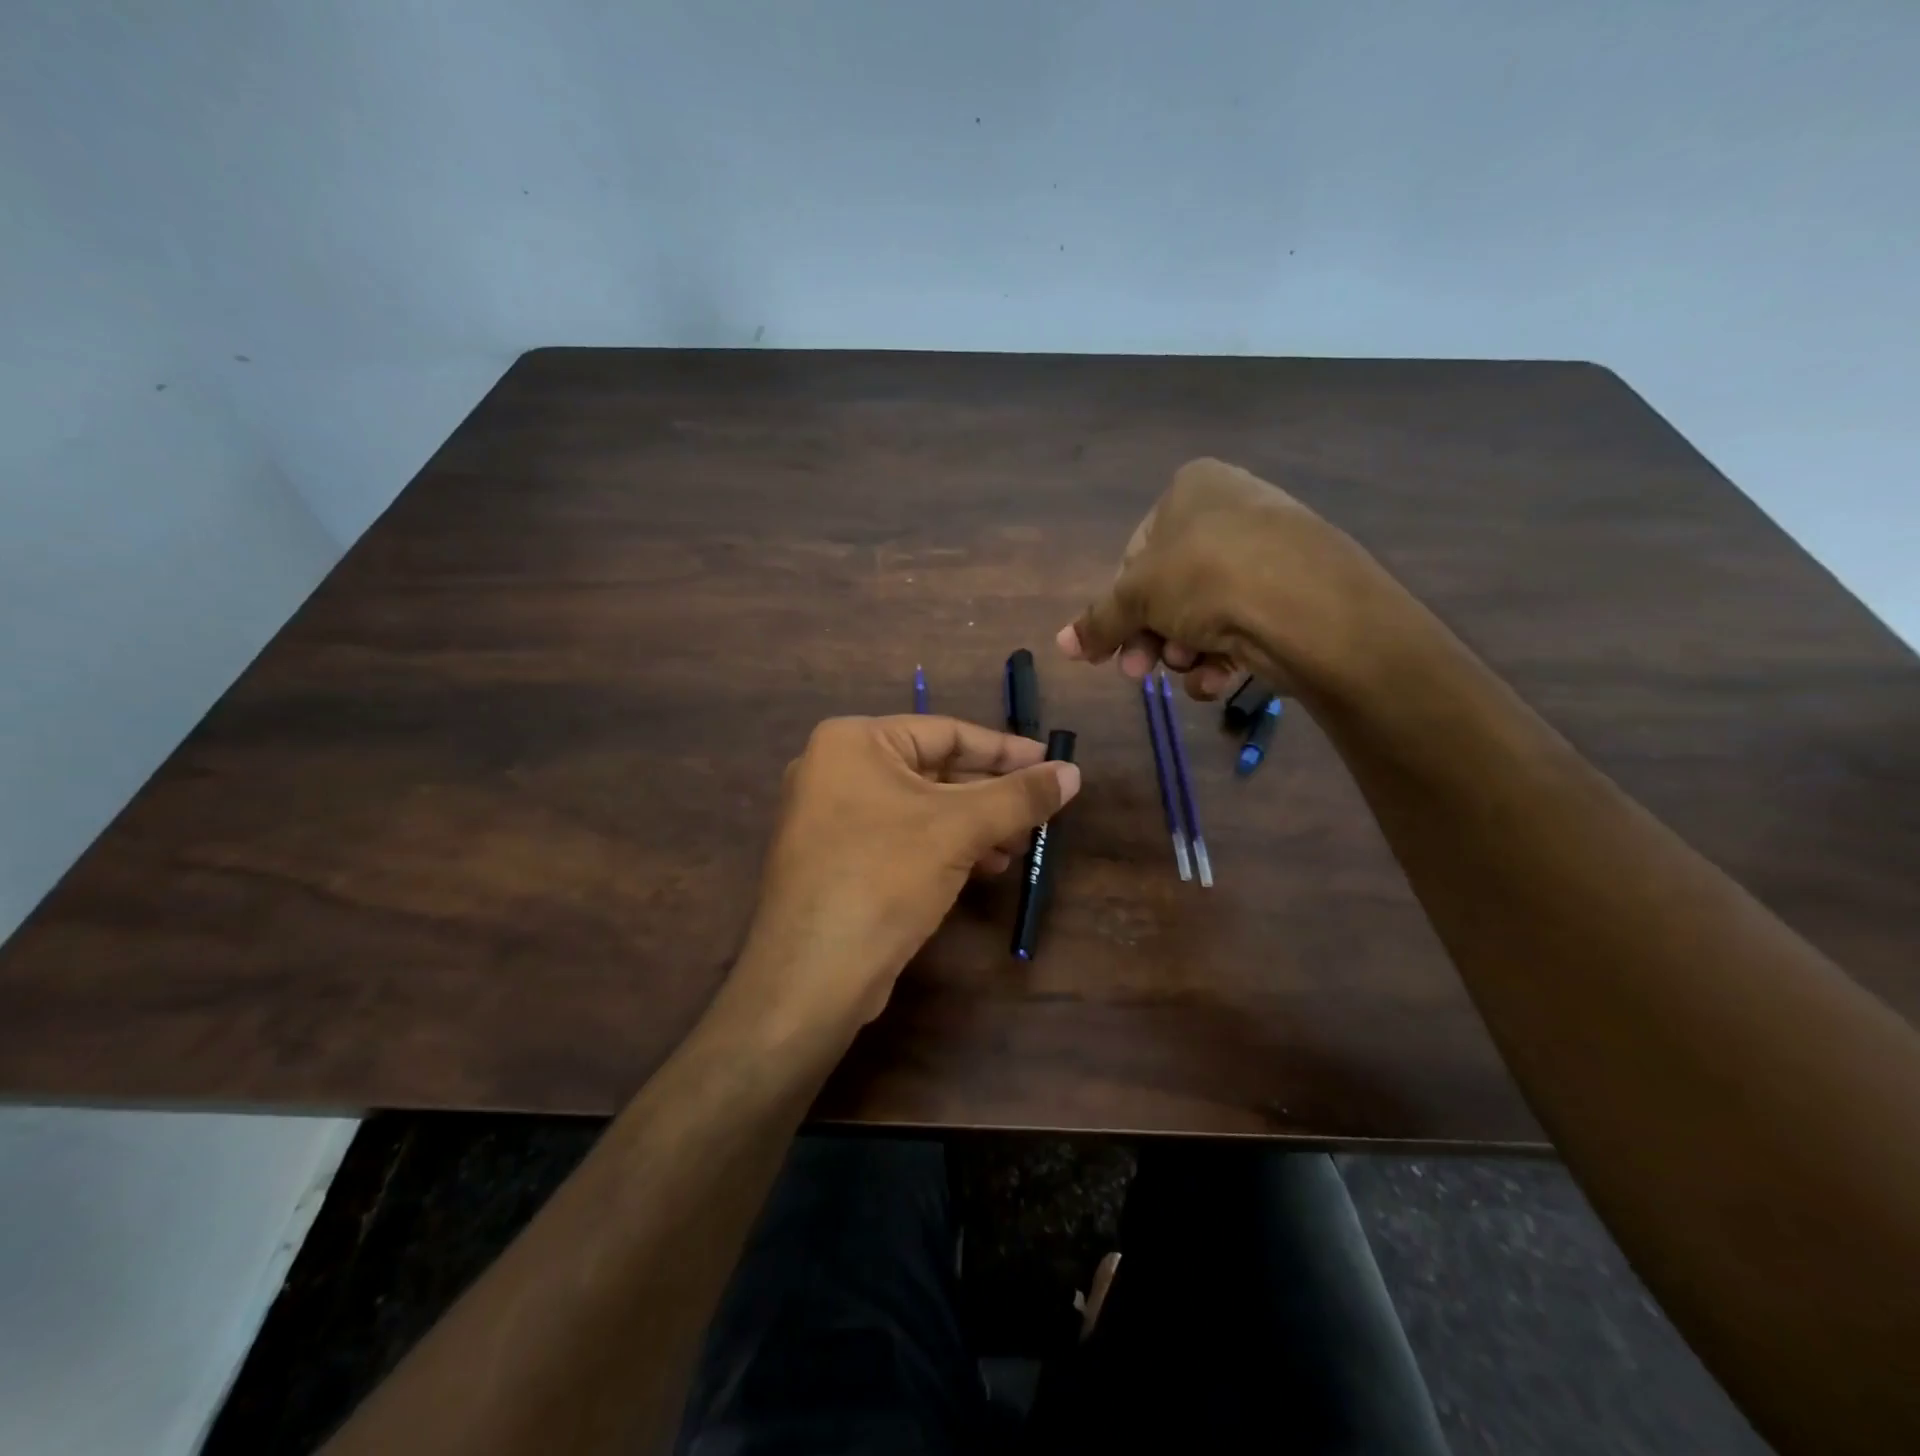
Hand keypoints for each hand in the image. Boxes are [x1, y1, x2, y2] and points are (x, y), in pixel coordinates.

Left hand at [726, 716, 1080, 1038]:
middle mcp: (835, 769)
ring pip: (920, 807)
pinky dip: (944, 846)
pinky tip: (983, 867)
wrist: (812, 974)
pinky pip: (901, 836)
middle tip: (1041, 812)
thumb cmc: (884, 876)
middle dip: (991, 795)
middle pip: (934, 769)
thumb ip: (1019, 796)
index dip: (1006, 750)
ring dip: (974, 824)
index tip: (1052, 763)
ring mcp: (830, 816)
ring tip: (1019, 846)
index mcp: (853, 741)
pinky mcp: (835, 858)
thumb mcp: (960, 828)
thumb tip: (1073, 772)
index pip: (946, 732)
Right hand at [1054, 457, 1393, 700]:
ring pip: (1204, 612)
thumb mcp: (1137, 597)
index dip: (1118, 607)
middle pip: (1169, 588)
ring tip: (1189, 670)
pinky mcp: (1296, 590)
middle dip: (1150, 637)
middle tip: (1137, 673)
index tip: (1108, 649)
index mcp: (1192, 488)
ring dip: (1185, 650)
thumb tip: (1060, 644)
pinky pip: (1243, 622)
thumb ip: (1098, 621)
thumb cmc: (1206, 577)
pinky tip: (1220, 678)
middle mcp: (1232, 509)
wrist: (1309, 605)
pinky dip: (1224, 656)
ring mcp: (1269, 549)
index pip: (1136, 554)